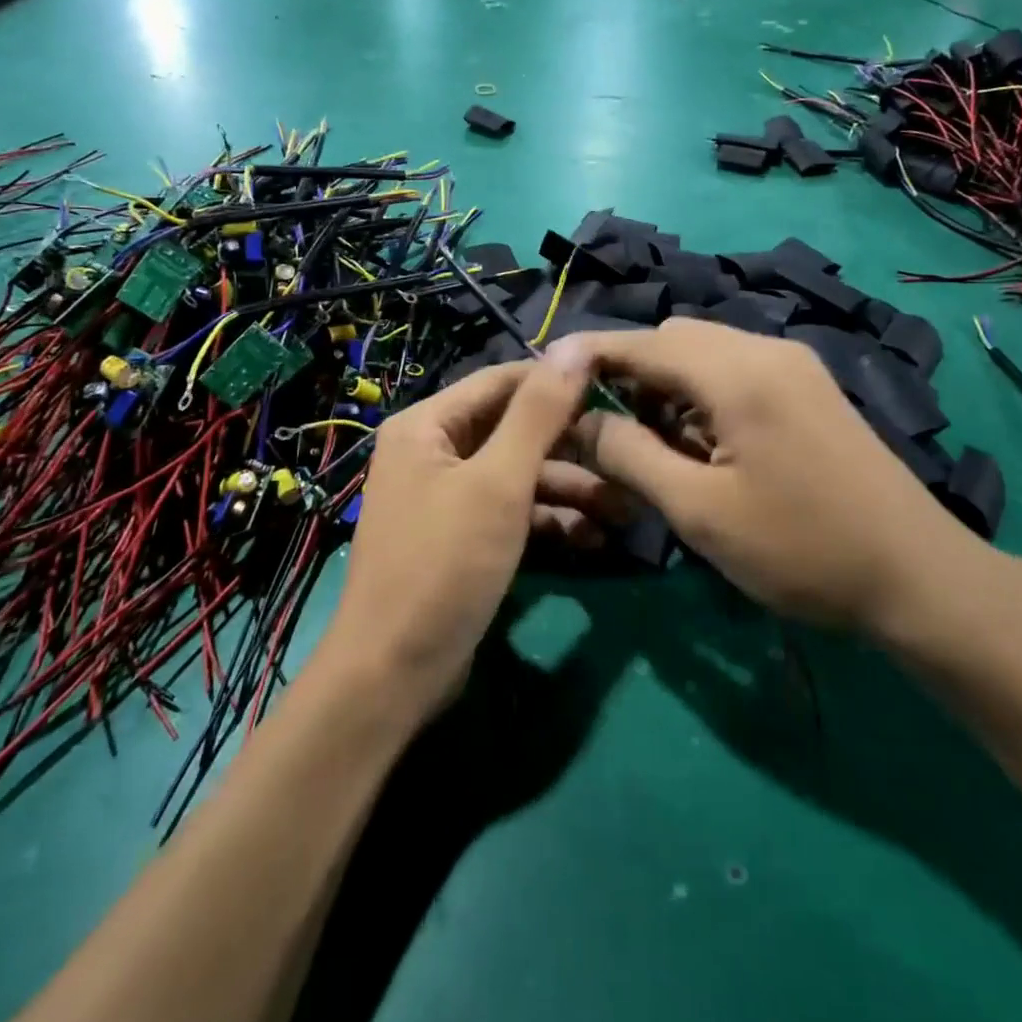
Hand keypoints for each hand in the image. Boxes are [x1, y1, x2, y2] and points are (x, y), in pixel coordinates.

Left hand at [323, 359, 616, 721]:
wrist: (394, 675)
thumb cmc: (445, 565)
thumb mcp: (498, 483)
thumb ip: (538, 414)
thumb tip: (574, 346)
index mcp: (427, 424)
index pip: (502, 382)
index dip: (558, 382)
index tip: (616, 388)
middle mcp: (433, 451)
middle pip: (513, 430)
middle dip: (571, 448)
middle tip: (628, 459)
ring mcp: (447, 497)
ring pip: (518, 475)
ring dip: (568, 490)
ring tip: (624, 511)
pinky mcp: (462, 537)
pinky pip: (511, 512)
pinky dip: (548, 521)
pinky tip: (592, 540)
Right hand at [552, 320, 992, 635]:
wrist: (918, 577)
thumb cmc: (801, 548)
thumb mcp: (699, 510)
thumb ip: (630, 455)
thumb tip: (579, 421)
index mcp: (737, 372)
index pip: (644, 342)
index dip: (589, 353)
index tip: (545, 371)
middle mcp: (766, 350)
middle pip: (675, 339)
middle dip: (630, 371)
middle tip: (602, 425)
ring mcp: (794, 367)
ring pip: (705, 354)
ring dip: (666, 384)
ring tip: (647, 441)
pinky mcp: (808, 389)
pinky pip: (735, 372)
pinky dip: (701, 394)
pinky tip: (698, 442)